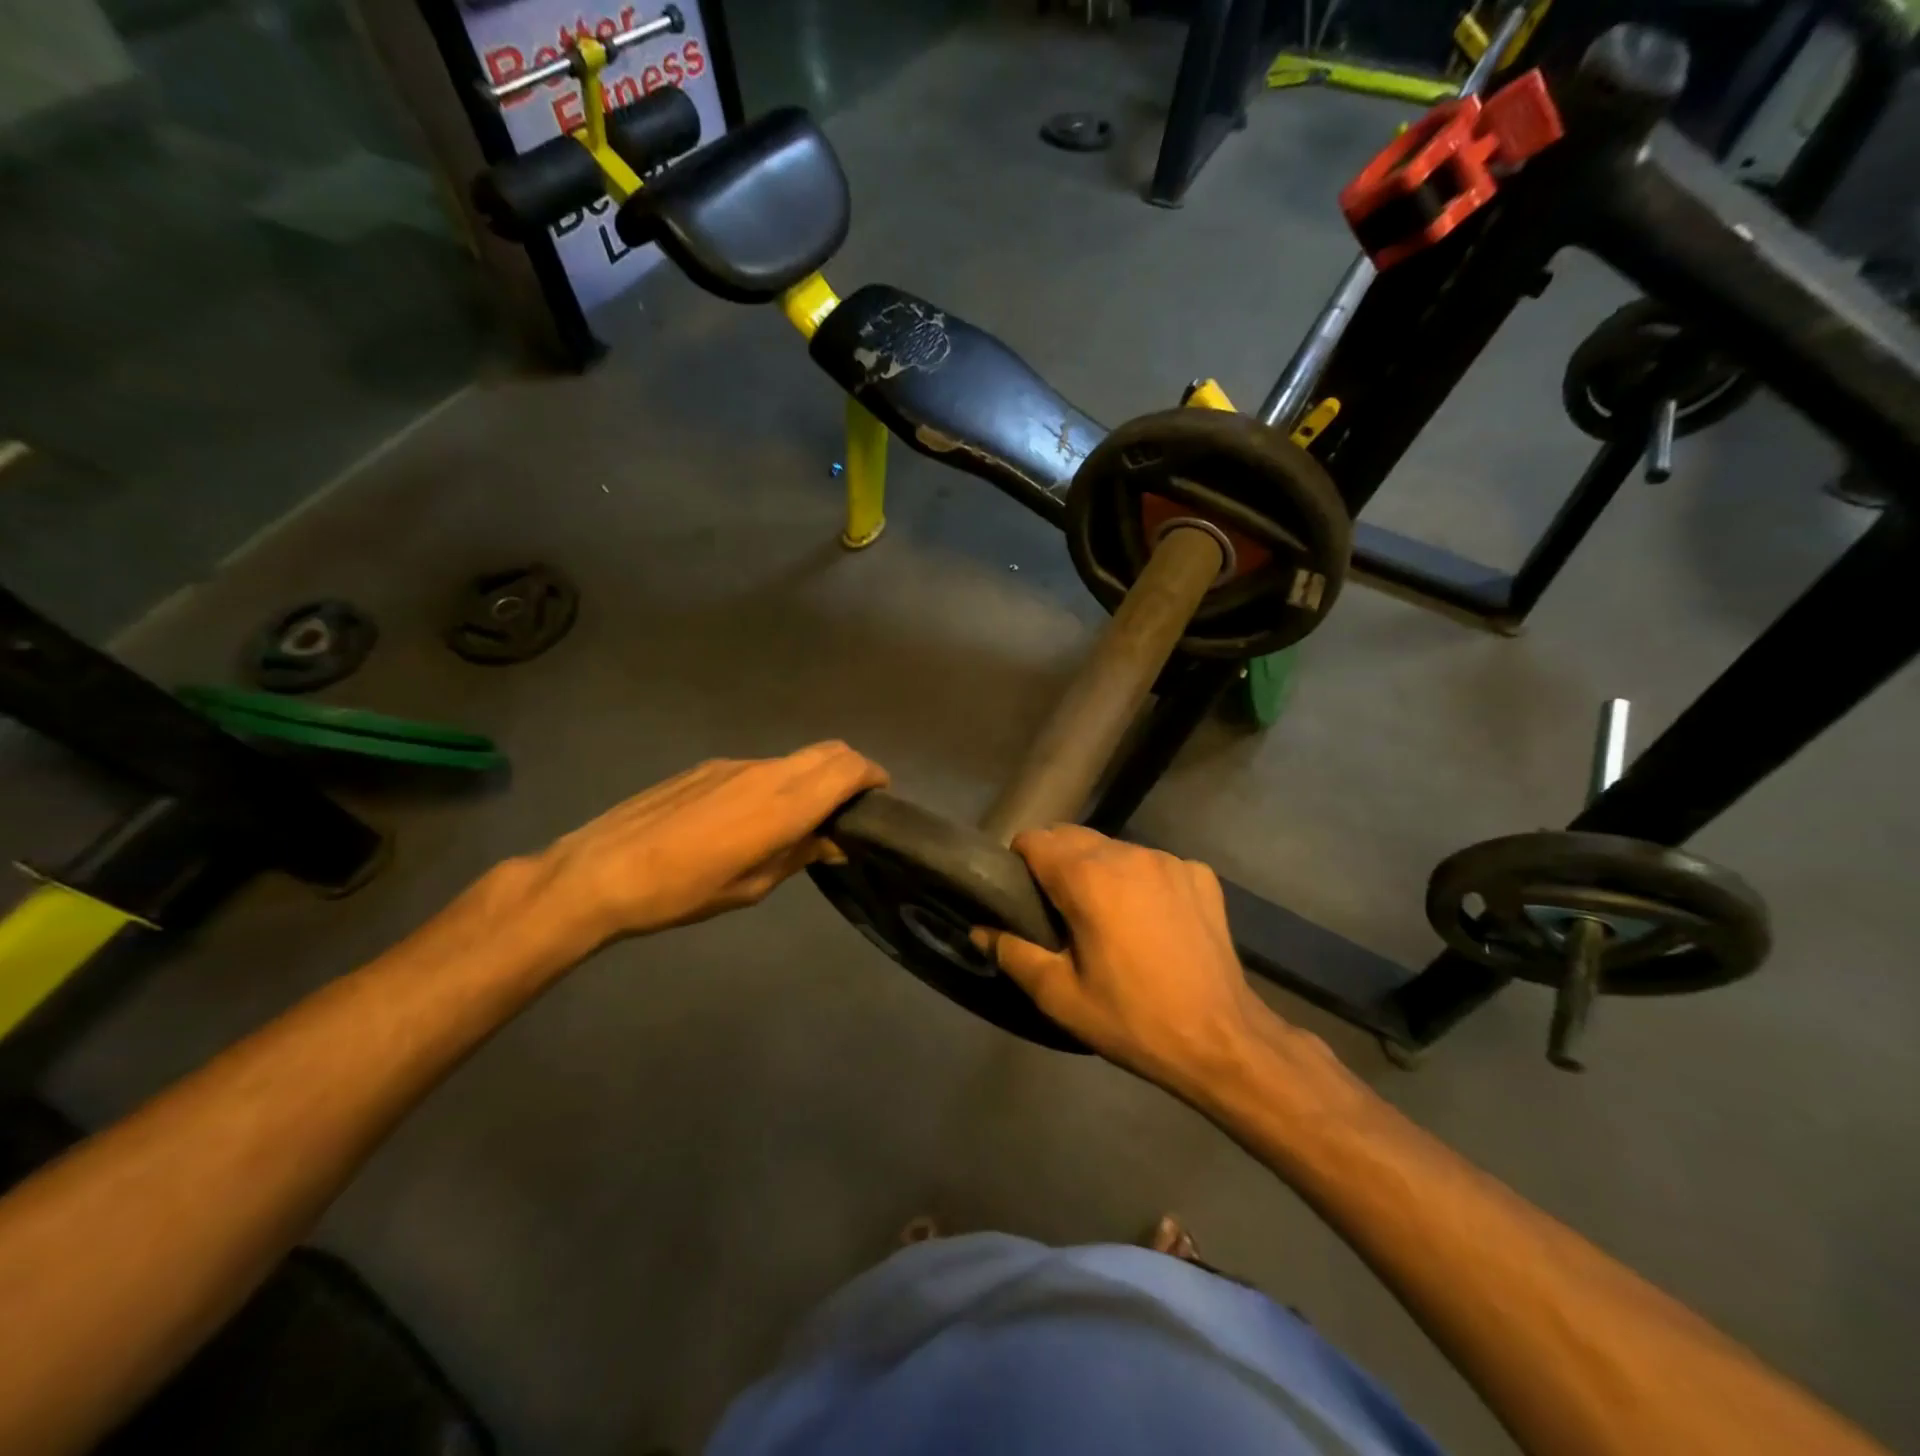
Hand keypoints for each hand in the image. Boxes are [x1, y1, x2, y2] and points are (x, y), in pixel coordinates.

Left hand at [530, 741, 886, 952]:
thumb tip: (833, 842)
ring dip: (814, 776)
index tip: (880, 797)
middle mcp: (767, 773)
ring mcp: (735, 765)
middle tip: (852, 805)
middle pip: (829, 750)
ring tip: (803, 816)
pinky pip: (762, 765)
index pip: (848, 769)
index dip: (873, 776)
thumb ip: (799, 855)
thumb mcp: (751, 887)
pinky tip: (753, 816)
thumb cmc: (682, 892)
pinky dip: (780, 780)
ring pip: (795, 757)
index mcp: (784, 805)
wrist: (601, 871)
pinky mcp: (709, 767)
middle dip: (852, 769)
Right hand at [975, 826, 1283, 1096]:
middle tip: (1058, 911)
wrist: (1222, 1040)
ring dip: (1099, 870)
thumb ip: (1012, 953)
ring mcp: (1169, 860)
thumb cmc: (1132, 1019)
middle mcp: (1128, 853)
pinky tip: (1151, 922)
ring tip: (1106, 917)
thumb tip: (980, 930)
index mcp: (1087, 876)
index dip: (1019, 863)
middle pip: (1073, 837)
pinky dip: (1141, 882)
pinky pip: (1154, 864)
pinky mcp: (1200, 874)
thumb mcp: (1060, 996)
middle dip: (1056, 863)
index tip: (1020, 895)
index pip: (1034, 839)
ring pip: (1114, 849)